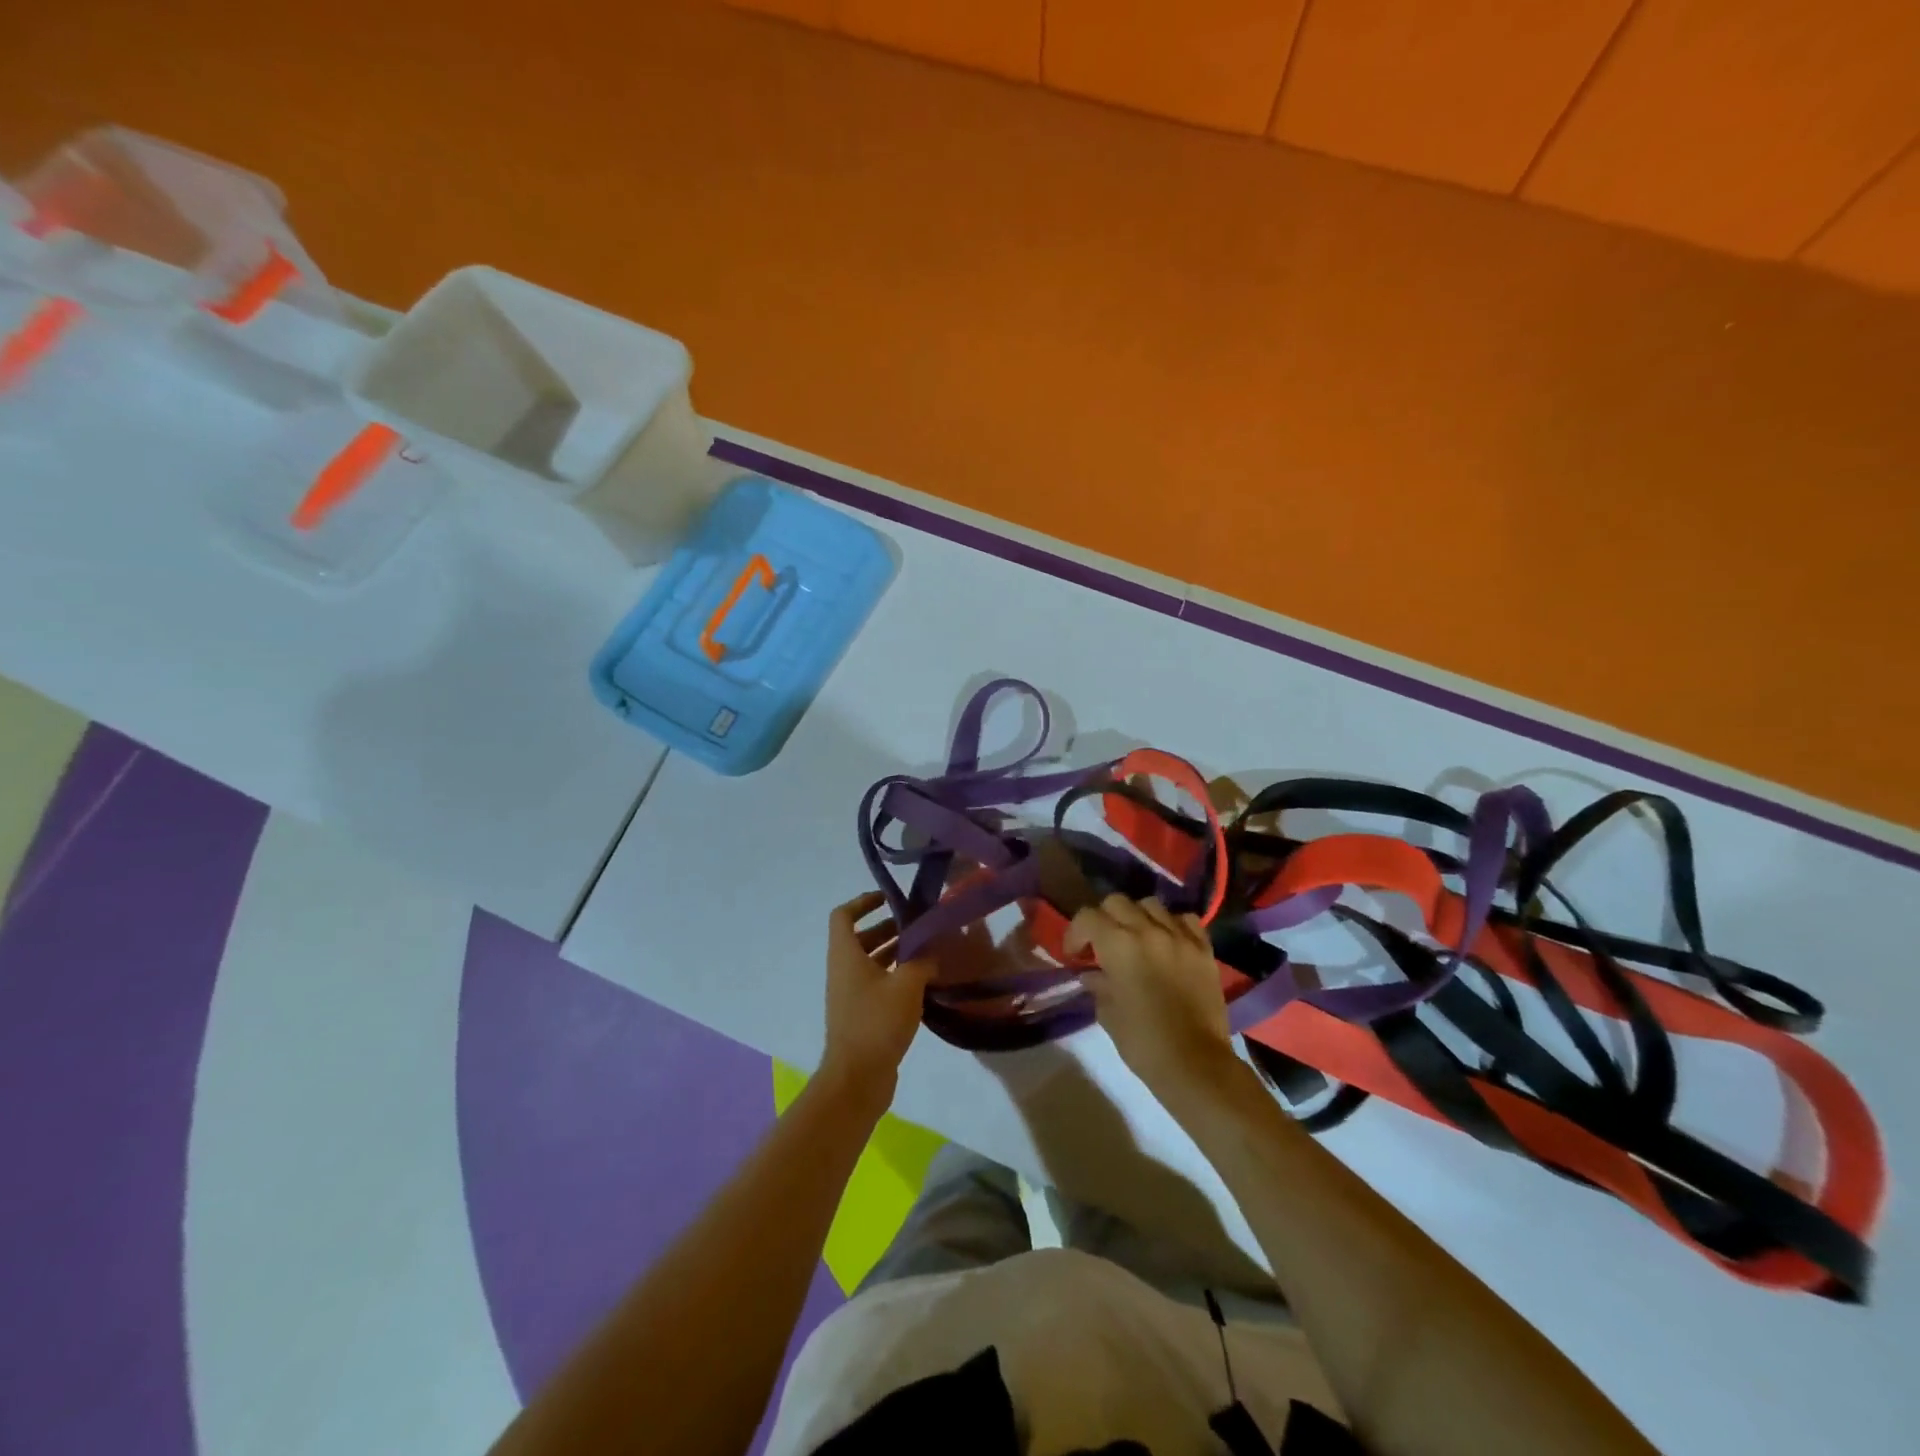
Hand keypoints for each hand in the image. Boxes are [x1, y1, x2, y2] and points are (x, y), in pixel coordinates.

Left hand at [821, 892, 933, 1106]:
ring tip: (928, 951)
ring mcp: (850, 995)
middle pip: (861, 938)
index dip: (863, 902)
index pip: (844, 915)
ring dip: (895, 953)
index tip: (890, 899)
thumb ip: (922, 961)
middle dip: (888, 928)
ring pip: (870, 962)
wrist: (857, 1079)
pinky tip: (924, 982)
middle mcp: (843, 970)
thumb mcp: (907, 985)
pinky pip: (877, 984)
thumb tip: (932, 950)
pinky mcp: (861, 1015)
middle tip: (919, 926)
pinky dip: (895, 977)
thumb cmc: (877, 1022)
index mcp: (846, 955)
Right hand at [1065, 894, 1238, 1099]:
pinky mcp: (1204, 949)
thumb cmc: (1143, 1042)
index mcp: (1118, 945)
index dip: (1075, 933)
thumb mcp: (1108, 1014)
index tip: (1075, 955)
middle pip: (1117, 902)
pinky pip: (1185, 920)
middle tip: (1103, 944)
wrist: (1195, 1064)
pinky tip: (1168, 942)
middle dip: (1104, 919)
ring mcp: (1180, 937)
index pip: (1087, 917)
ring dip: (1138, 917)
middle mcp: (1148, 930)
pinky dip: (1173, 925)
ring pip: (1151, 904)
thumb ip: (1098, 985)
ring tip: (1137, 940)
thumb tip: (1092, 974)